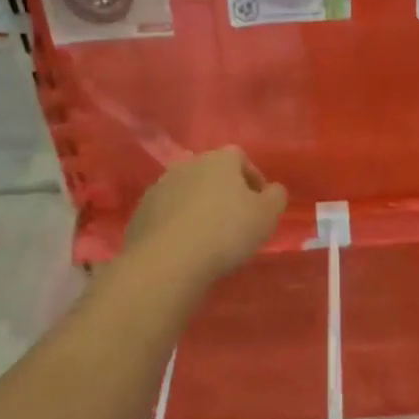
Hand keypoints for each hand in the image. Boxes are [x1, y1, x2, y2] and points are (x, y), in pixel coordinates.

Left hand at [124, 147, 287, 283]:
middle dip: (225, 193)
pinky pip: (168, 213)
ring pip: (188, 193)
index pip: (241, 158)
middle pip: (212, 174)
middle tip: (236, 221)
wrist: (168, 260)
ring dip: (199, 207)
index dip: (254, 180)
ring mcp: (160, 186)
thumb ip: (276, 197)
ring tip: (209, 237)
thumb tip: (272, 190)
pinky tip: (185, 246)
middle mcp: (187, 164)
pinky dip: (178, 224)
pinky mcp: (141, 211)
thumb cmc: (226, 232)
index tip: (261, 205)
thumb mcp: (268, 215)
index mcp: (219, 159)